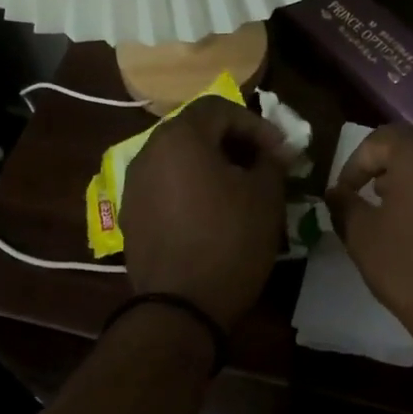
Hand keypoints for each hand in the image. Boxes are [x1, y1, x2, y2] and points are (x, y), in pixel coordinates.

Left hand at [121, 96, 288, 328]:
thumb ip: (272, 162)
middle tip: (263, 166)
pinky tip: (212, 214)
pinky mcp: (130, 215)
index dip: (257, 125)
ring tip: (240, 190)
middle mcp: (148, 152)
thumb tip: (274, 152)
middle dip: (234, 143)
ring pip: (179, 160)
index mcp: (180, 137)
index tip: (281, 152)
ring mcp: (134, 185)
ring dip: (211, 166)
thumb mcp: (265, 197)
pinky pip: (166, 187)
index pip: (220, 108)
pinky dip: (191, 189)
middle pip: (195, 131)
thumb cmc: (230, 241)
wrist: (181, 305)